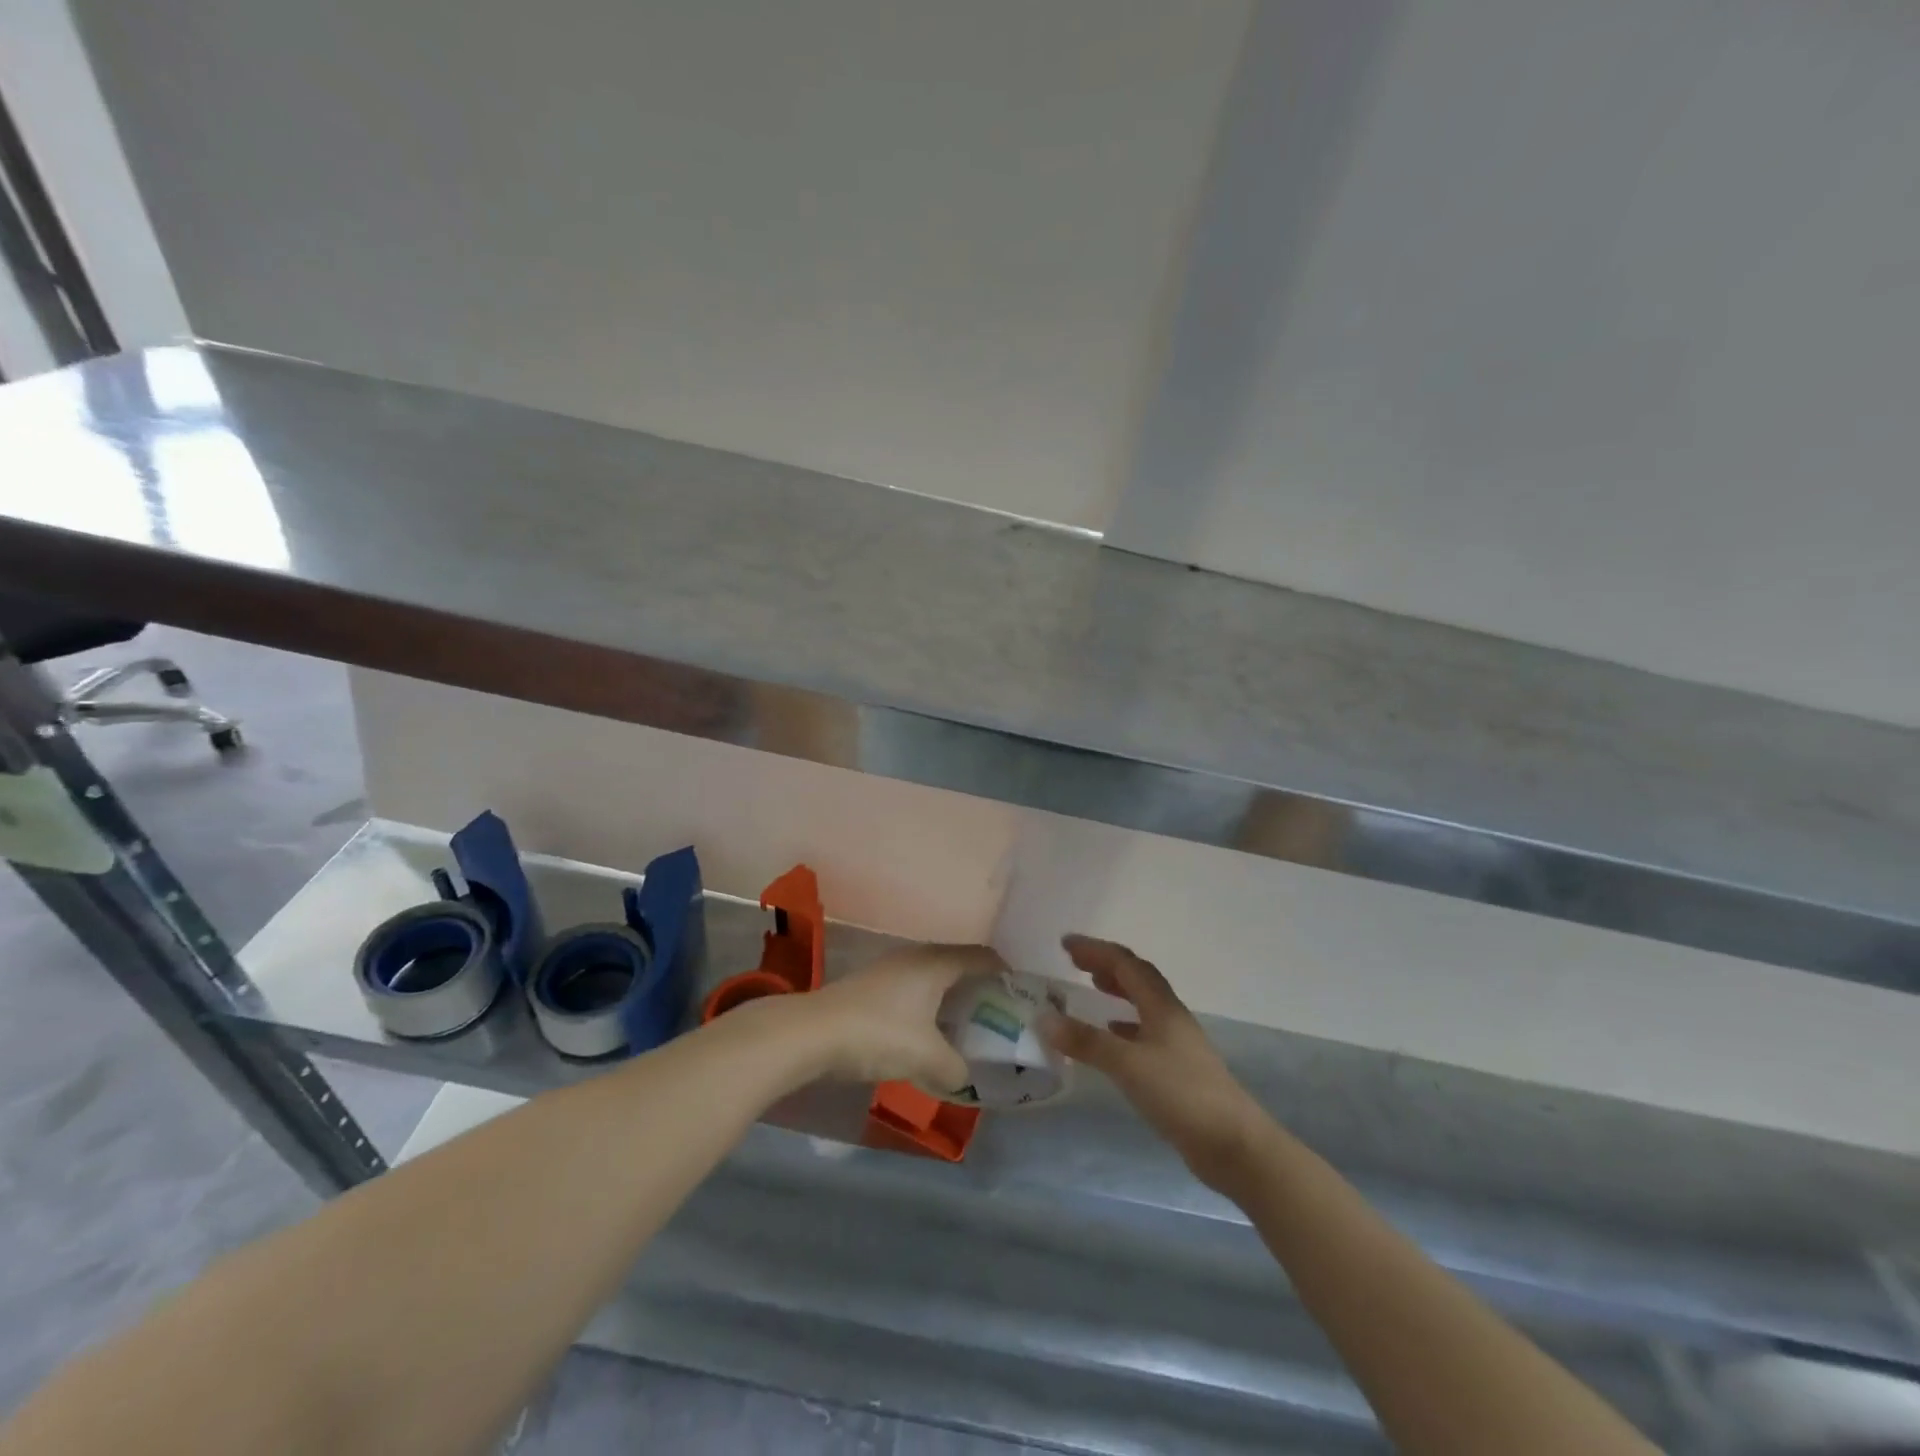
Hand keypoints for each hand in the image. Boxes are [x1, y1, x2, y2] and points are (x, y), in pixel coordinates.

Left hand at [797, 942, 1003, 1090]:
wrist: (811, 1034)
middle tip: (996, 1012)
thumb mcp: (926, 1058)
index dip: (1003, 970)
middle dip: (978, 985)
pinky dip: (927, 1005)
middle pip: (957, 963)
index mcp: (935, 964)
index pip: (980, 956)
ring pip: (932, 976)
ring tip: (964, 1024)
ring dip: (950, 997)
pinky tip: (926, 1031)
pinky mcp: (870, 986)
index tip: (1020, 991)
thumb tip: (965, 1076)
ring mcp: (889, 969)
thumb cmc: (878, 1034)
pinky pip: (912, 988)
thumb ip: (955, 1068)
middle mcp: (915, 957)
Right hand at [1044, 935, 1270, 1192]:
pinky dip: (1125, 1024)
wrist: (1233, 1144)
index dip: (1095, 950)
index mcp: (1161, 1006)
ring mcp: (1177, 1042)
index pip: (1125, 964)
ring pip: (1143, 1003)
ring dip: (1117, 990)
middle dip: (1105, 964)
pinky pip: (1145, 1031)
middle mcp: (1170, 1016)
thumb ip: (1086, 1041)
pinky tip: (1113, 1034)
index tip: (1065, 943)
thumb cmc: (1180, 1094)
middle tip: (1075, 961)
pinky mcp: (1178, 1068)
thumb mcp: (1127, 1064)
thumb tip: (1043, 1018)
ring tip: (1092, 987)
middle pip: (1137, 978)